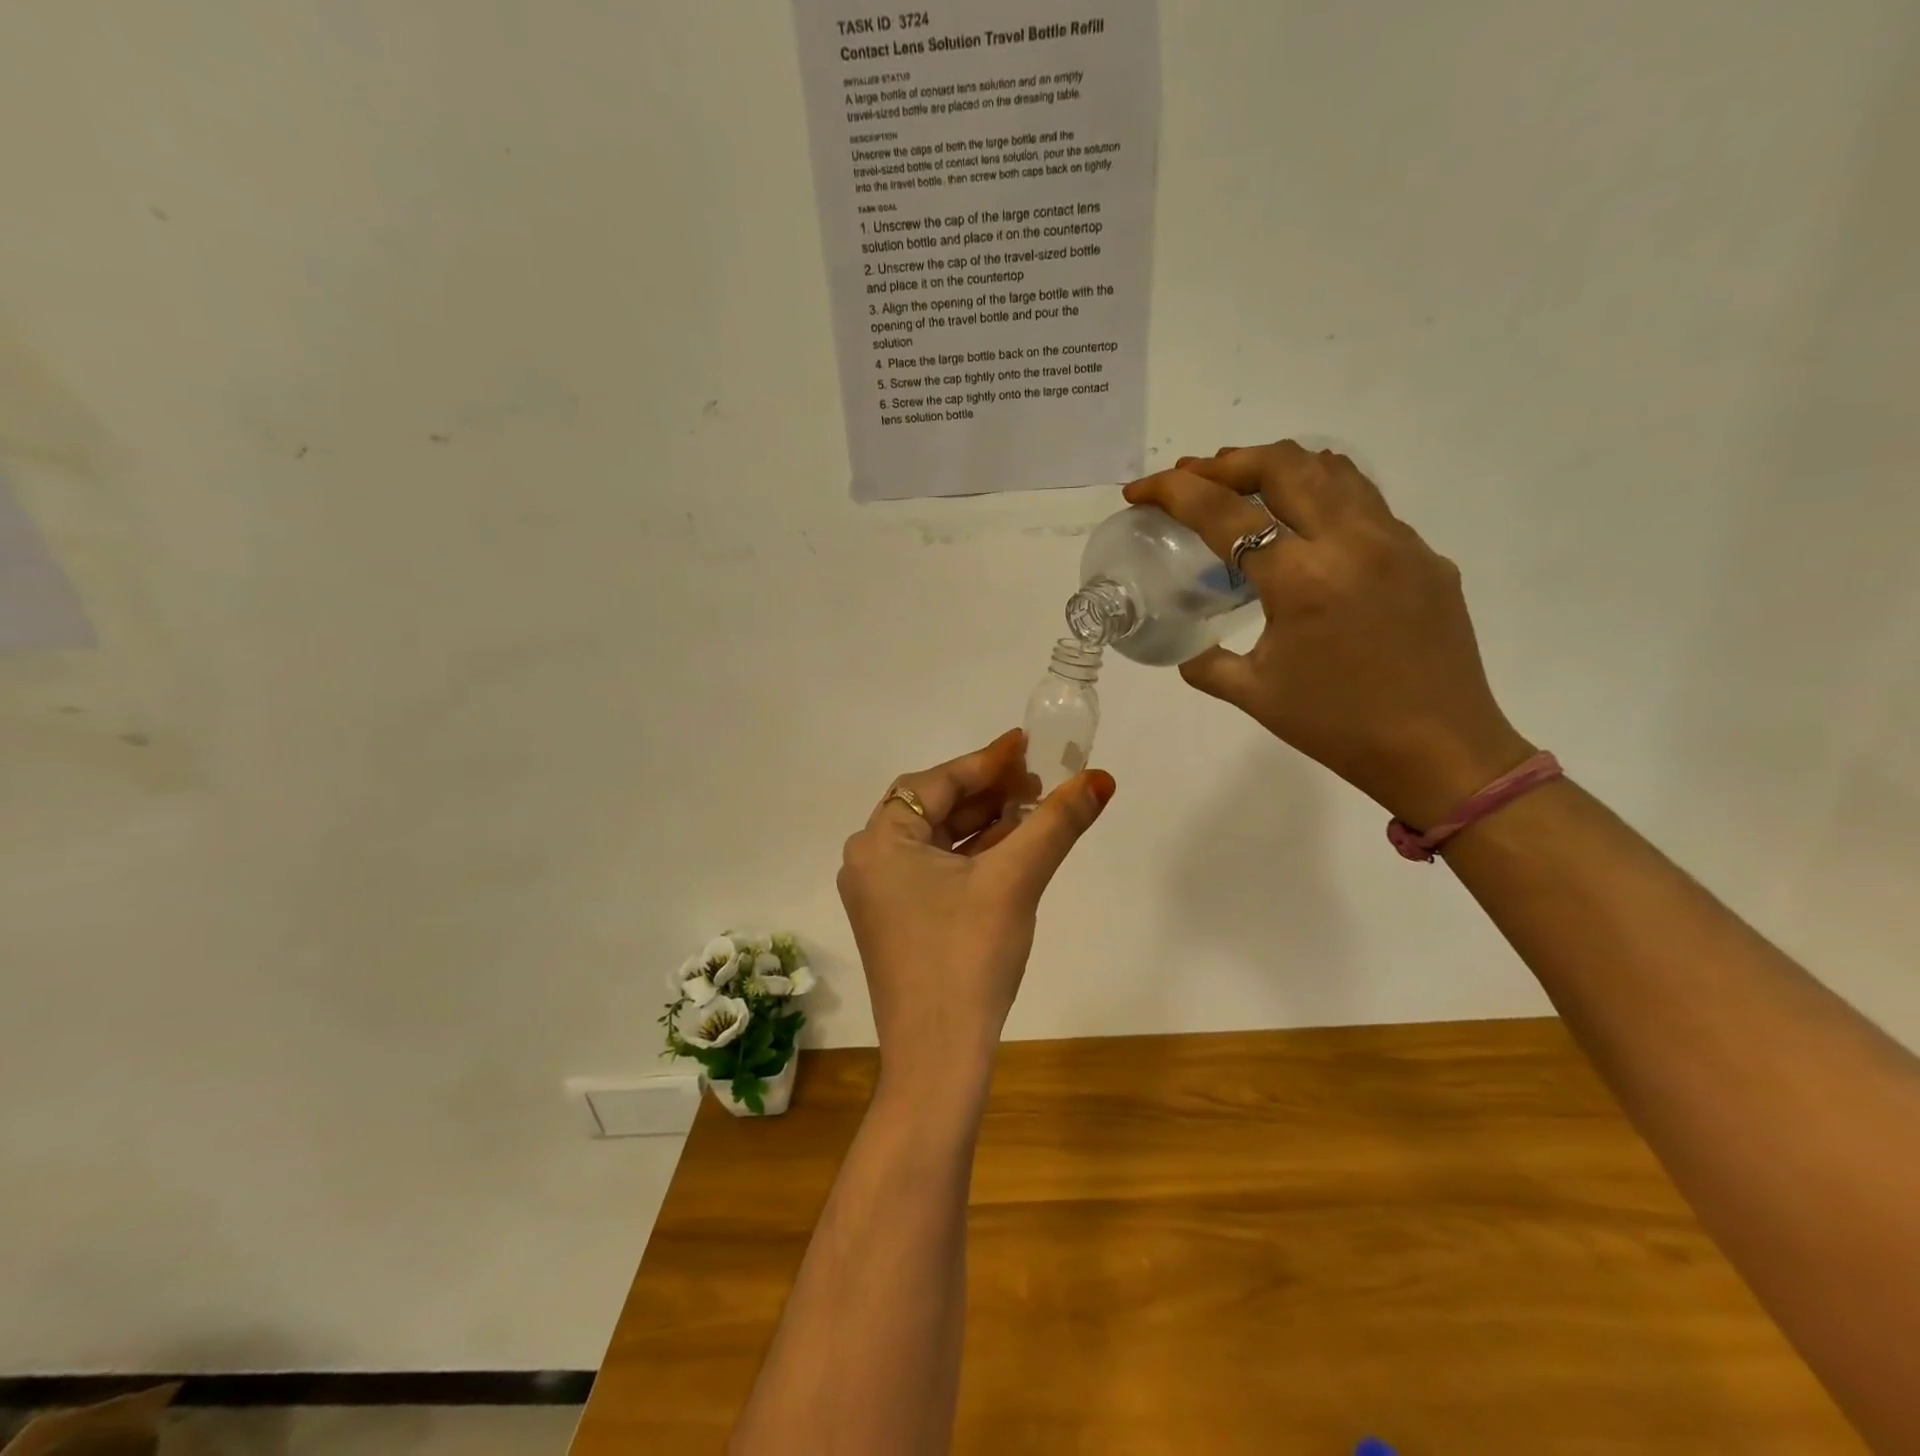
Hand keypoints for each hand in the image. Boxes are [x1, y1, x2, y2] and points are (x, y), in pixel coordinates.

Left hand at [838, 729, 1114, 1094]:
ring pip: (938, 840)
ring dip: (985, 823)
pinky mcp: (898, 921)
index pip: (936, 782)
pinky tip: (1013, 848)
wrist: (937, 1059)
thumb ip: (1056, 823)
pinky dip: (973, 856)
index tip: (1026, 744)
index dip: (986, 761)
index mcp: (880, 842)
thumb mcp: (1015, 881)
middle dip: (988, 791)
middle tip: (1038, 779)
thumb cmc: (967, 958)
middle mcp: (870, 861)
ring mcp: (881, 894)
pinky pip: (936, 870)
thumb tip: (1101, 779)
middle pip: (934, 807)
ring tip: (1035, 808)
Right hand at [1124, 441, 1532, 827]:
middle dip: (1227, 462)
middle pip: (1283, 465)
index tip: (1140, 491)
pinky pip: (1367, 503)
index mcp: (1301, 580)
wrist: (1440, 751)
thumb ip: (1205, 662)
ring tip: (1245, 484)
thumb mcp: (1253, 695)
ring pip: (1333, 470)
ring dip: (1278, 467)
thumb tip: (1186, 647)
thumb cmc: (1337, 727)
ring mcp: (1398, 542)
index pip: (1224, 512)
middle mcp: (1352, 542)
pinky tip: (1307, 528)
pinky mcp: (1426, 555)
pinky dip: (1323, 495)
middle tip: (1194, 479)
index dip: (1172, 492)